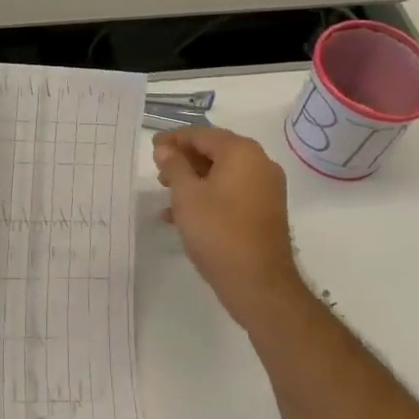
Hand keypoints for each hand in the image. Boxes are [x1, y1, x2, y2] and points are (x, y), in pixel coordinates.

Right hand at [153, 127, 311, 333]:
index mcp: (242, 152)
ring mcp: (266, 188)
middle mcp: (259, 163)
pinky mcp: (266, 210)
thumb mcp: (186, 196)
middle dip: (184, 160)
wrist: (259, 284)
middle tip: (159, 173)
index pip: (202, 134)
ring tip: (167, 194)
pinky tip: (184, 216)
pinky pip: (233, 191)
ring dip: (195, 179)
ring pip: (223, 173)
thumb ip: (174, 166)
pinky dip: (210, 195)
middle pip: (215, 151)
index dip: (174, 139)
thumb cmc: (218, 232)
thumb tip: (165, 149)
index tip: (152, 149)